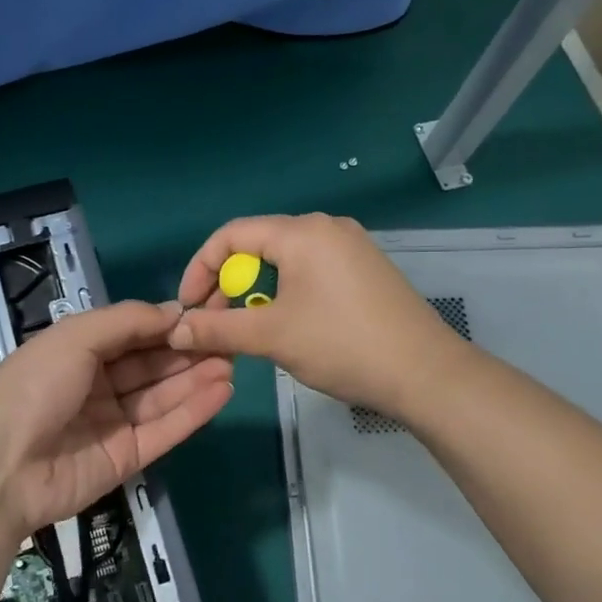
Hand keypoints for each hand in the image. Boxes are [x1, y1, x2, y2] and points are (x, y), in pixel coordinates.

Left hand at [0, 300, 232, 536]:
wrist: (1, 466)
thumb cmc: (34, 386)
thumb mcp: (75, 337)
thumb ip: (127, 321)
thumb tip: (173, 311)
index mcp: (78, 352)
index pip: (132, 334)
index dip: (167, 323)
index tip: (207, 312)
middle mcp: (97, 385)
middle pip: (151, 365)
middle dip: (188, 351)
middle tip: (231, 338)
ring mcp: (113, 423)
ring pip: (162, 396)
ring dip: (197, 378)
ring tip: (234, 360)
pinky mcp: (127, 458)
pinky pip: (165, 429)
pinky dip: (194, 410)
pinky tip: (223, 390)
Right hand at [168, 213, 467, 419]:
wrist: (425, 373)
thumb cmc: (342, 345)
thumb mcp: (271, 336)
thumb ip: (217, 328)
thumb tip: (175, 329)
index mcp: (301, 232)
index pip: (231, 235)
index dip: (200, 269)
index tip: (188, 309)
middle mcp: (326, 228)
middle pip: (257, 245)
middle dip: (228, 284)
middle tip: (218, 324)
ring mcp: (351, 247)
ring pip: (284, 261)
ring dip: (257, 292)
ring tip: (251, 330)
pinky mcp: (366, 269)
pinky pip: (311, 271)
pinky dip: (287, 294)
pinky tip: (291, 326)